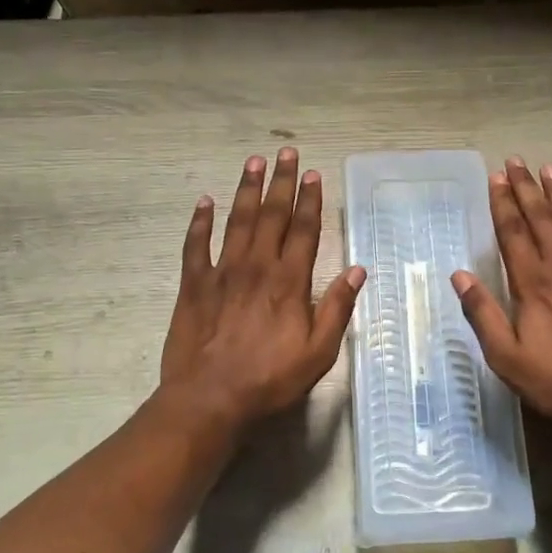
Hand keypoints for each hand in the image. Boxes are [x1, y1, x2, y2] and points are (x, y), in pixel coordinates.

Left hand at [160, 148, 365, 431]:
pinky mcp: (193, 285)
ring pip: (236, 221)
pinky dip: (199, 222)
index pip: (304, 230)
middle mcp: (257, 267)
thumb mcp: (318, 352)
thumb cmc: (270, 380)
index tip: (313, 174)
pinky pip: (195, 245)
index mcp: (289, 282)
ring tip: (253, 162)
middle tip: (285, 152)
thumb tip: (358, 270)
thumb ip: (337, 308)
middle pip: (271, 215)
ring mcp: (222, 272)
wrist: (210, 399)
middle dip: (280, 182)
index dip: (310, 200)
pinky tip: (204, 201)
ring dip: (246, 189)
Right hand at [451, 159, 551, 446]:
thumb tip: (459, 276)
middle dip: (527, 189)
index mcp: (533, 283)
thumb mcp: (506, 356)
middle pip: (543, 220)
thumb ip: (482, 313)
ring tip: (551, 170)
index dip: (503, 204)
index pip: (513, 233)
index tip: (497, 178)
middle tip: (517, 161)